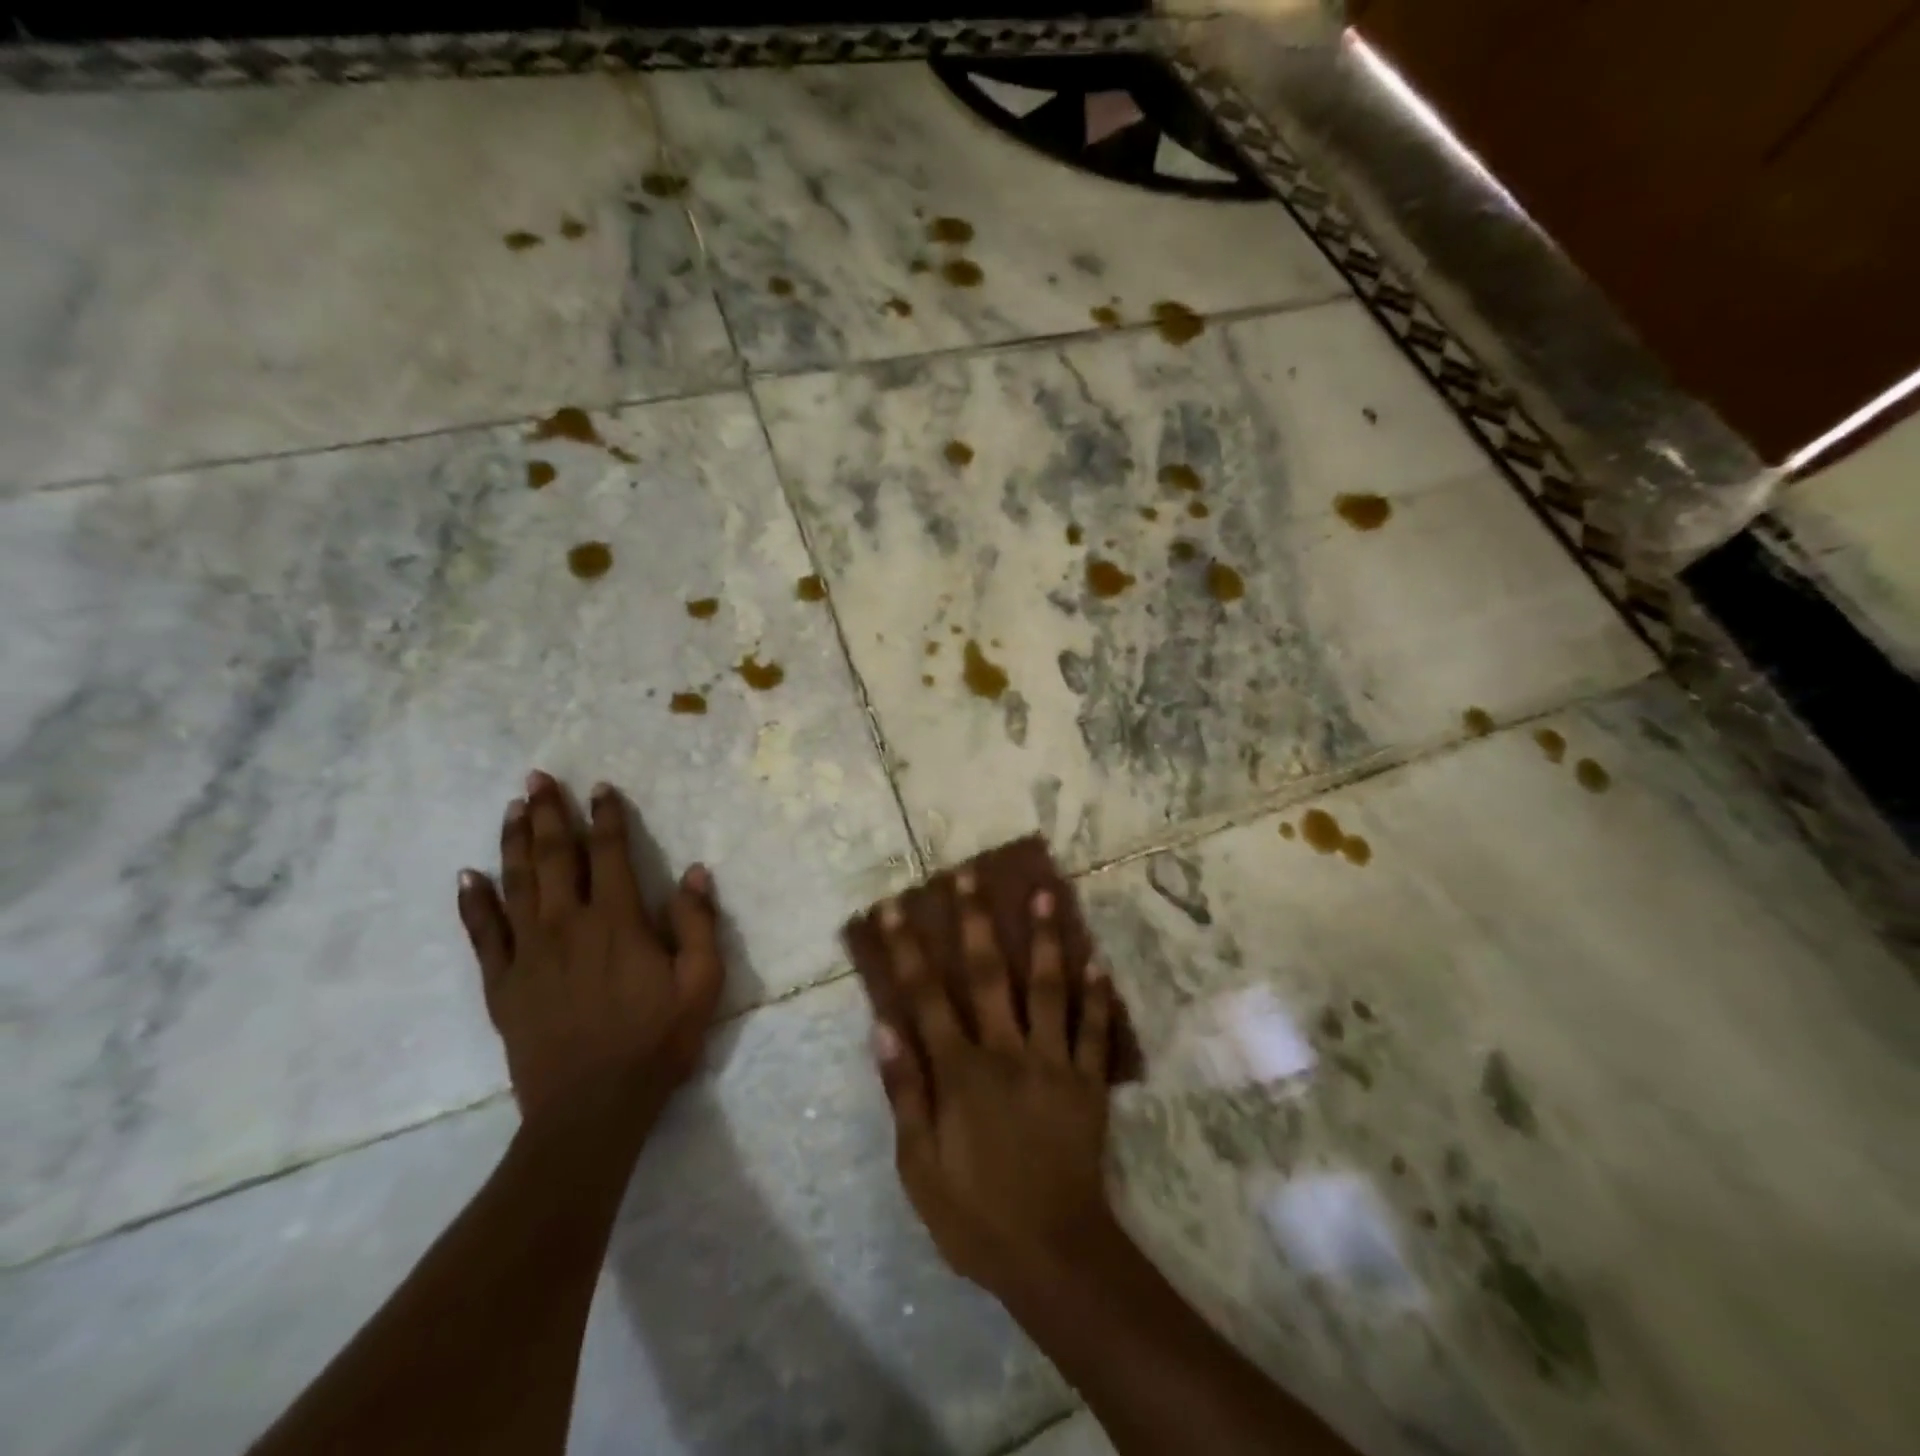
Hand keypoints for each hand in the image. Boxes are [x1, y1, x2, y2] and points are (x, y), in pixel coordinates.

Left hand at [456, 771, 724, 1136]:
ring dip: (513, 842)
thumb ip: (698, 924)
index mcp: (617, 922)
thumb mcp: (701, 983)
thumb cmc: (656, 1041)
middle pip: (554, 857)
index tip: (599, 787)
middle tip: (536, 777)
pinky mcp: (503, 985)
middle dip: (547, 813)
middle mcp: (567, 926)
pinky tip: (467, 876)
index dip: (606, 817)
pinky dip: (474, 903)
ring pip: (516, 884)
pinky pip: (483, 935)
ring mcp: (528, 954)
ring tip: (511, 808)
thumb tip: (695, 871)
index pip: (609, 854)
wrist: (592, 1108)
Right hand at [872, 872, 1117, 1301]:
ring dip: (1044, 938)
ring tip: (1044, 893)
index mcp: (960, 1070)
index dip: (907, 949)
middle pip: (987, 974)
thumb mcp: (919, 1165)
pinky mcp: (1087, 1081)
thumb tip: (883, 1026)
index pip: (926, 996)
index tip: (894, 907)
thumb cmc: (975, 1214)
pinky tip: (1098, 960)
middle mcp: (1006, 1051)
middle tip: (970, 875)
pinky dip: (1097, 994)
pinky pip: (1094, 1029)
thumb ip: (904, 1091)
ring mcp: (1052, 1061)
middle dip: (975, 921)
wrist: (1053, 1254)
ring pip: (1047, 987)